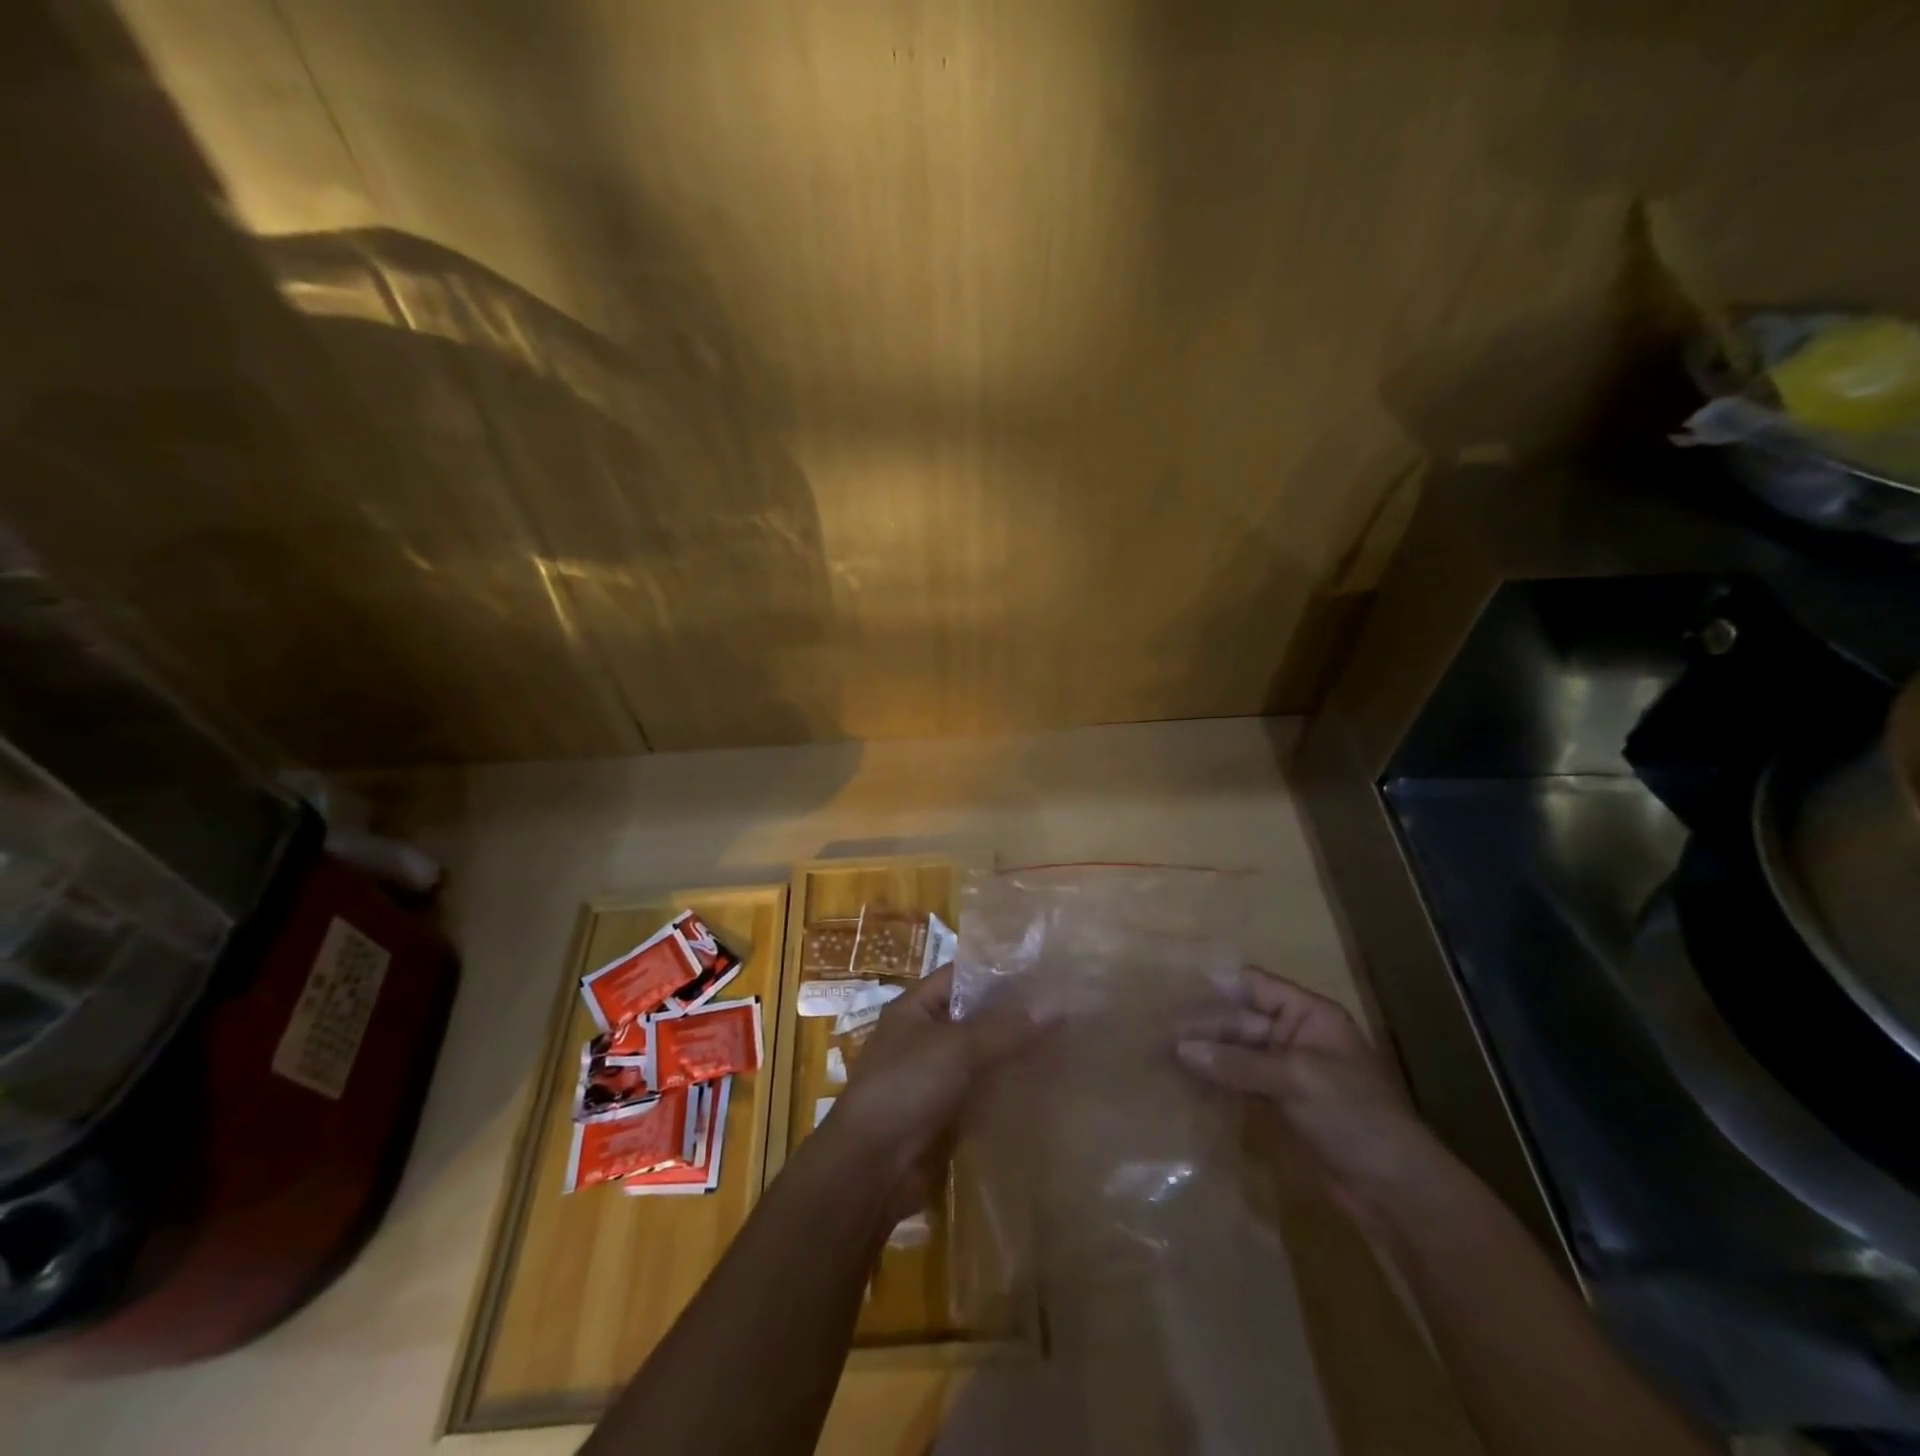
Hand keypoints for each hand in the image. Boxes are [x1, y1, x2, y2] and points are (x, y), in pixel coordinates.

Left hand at [828, 964, 1048, 1204]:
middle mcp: (925, 1037)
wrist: (871, 1167)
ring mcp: (936, 1077)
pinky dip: (1008, 1089)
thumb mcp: (956, 1047)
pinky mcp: (947, 1114)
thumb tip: (1055, 1009)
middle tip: (1063, 1007)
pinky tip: (1045, 1085)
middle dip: (1014, 1015)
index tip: (1041, 970)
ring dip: (1014, 1053)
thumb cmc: (906, 1087)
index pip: (961, 975)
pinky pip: (983, 1092)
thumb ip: (1004, 1028)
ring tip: (1065, 1042)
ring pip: (983, 1056)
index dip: (997, 971)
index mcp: (915, 1008)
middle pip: (975, 1017)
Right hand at [1174, 966, 1444, 1230]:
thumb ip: (1237, 1061)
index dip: (1215, 985)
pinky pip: (1238, 1084)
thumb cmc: (1355, 1117)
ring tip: (1159, 1057)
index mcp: (1308, 1015)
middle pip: (1238, 1021)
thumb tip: (1180, 1047)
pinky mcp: (1279, 1106)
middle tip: (1155, 1033)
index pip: (1254, 986)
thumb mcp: (1297, 1079)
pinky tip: (1184, 1085)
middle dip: (1201, 1026)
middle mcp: (1294, 1036)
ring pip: (1235, 1054)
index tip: (1172, 987)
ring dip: (1202, 1056)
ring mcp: (1286, 1073)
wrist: (1397, 1192)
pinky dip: (1213, 1083)